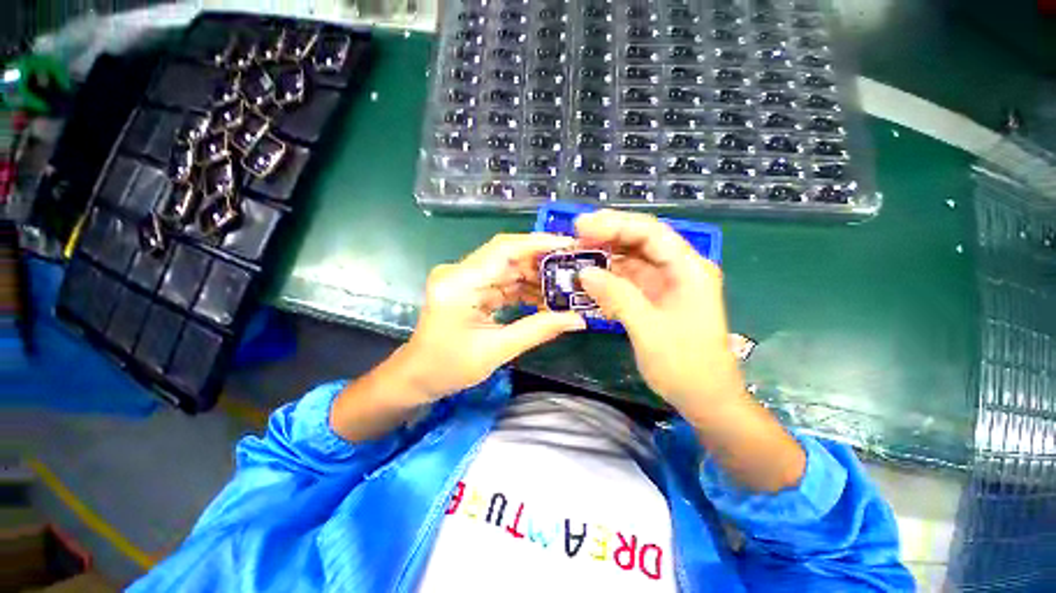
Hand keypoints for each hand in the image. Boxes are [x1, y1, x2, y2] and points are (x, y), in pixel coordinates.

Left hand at [401, 233, 586, 401]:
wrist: (417, 377)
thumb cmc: (448, 368)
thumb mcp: (496, 350)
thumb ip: (538, 330)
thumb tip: (578, 319)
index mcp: (459, 283)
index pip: (503, 250)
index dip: (538, 243)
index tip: (569, 244)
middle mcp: (460, 272)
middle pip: (508, 256)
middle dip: (542, 262)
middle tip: (574, 269)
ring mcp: (465, 279)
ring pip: (508, 268)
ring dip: (536, 277)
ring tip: (565, 285)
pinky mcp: (470, 288)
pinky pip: (503, 281)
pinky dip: (524, 288)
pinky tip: (545, 298)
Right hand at [575, 210, 744, 415]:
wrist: (706, 399)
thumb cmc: (685, 365)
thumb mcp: (648, 329)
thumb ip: (616, 296)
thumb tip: (584, 273)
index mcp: (688, 269)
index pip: (650, 232)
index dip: (615, 224)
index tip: (581, 226)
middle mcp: (679, 269)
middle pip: (640, 241)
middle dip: (607, 236)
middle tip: (574, 237)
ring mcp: (666, 284)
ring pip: (632, 259)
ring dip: (605, 257)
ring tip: (576, 256)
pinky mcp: (655, 298)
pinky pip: (629, 280)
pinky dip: (609, 279)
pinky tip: (589, 280)